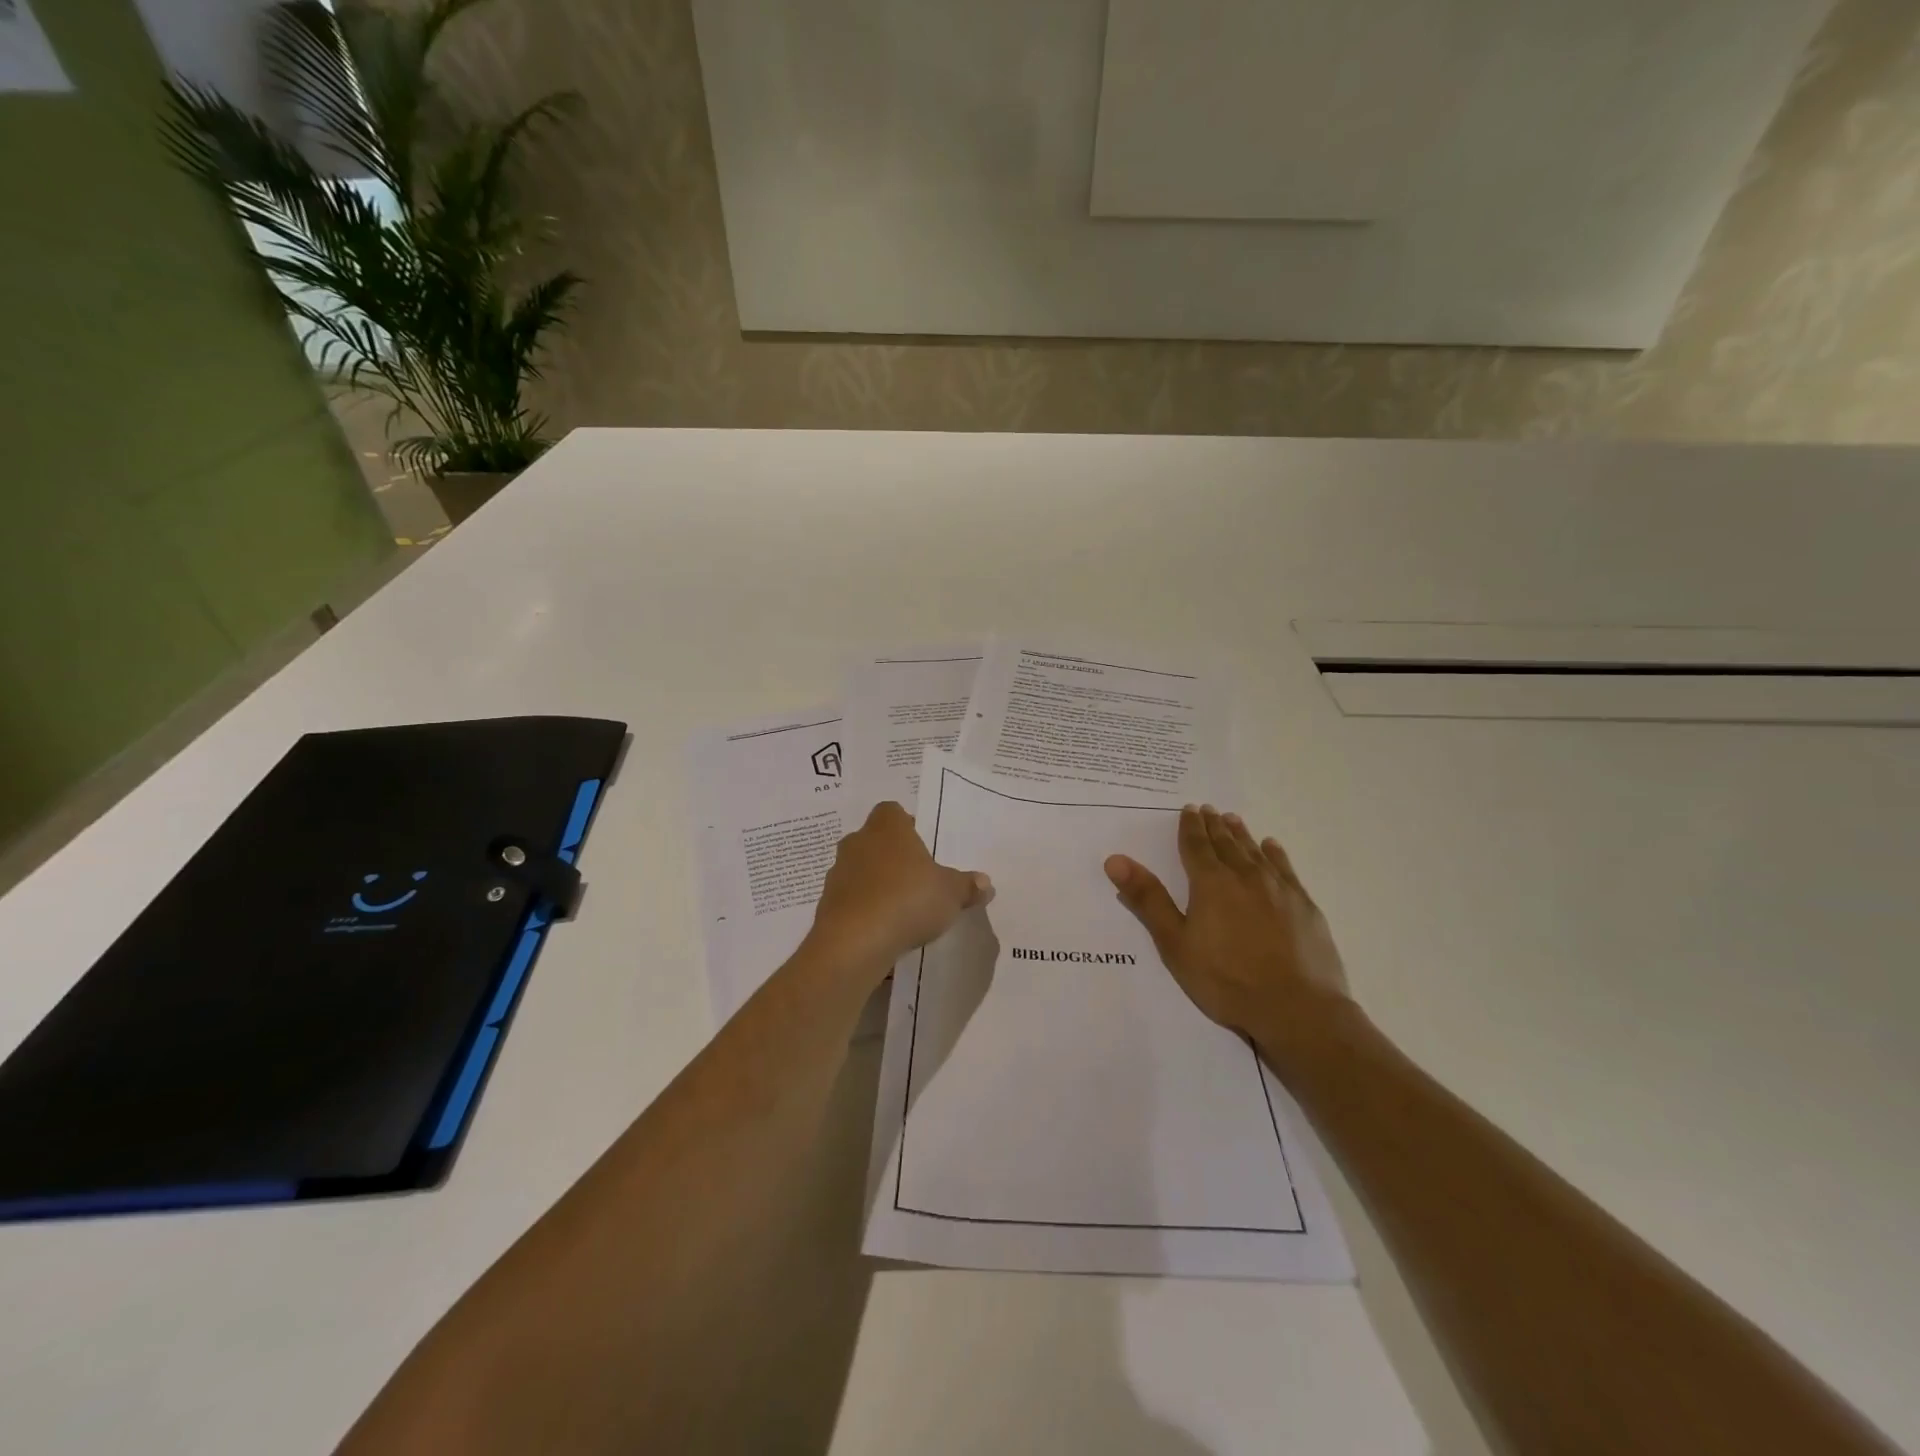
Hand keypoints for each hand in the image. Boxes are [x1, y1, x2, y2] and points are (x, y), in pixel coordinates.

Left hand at [808, 802, 993, 973]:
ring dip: (878, 884)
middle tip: (918, 878)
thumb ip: (967, 886)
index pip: (893, 812)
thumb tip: (985, 882)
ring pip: (862, 870)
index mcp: (887, 827)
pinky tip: (884, 929)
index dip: (908, 825)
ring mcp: (838, 873)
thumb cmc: (907, 900)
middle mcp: (858, 842)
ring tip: (902, 908)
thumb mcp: (951, 894)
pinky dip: (865, 909)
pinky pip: (852, 899)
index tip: (924, 847)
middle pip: (876, 840)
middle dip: (894, 857)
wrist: (854, 942)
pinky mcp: (827, 904)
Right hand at [1105, 805, 1352, 1068]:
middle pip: (1226, 844)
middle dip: (1214, 826)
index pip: (1196, 846)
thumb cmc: (1226, 979)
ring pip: (1255, 852)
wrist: (1297, 1009)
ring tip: (1233, 819)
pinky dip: (1275, 854)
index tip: (1189, 809)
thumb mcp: (1175, 943)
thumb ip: (1148, 899)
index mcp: (1210, 883)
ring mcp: (1279, 889)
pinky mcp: (1304, 905)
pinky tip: (1272, 847)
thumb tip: (1115, 860)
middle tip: (1208, 809)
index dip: (1190, 827)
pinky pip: (1286, 869)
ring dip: (1241, 834)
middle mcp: (1245, 876)